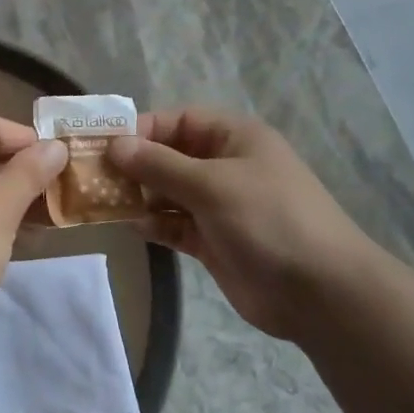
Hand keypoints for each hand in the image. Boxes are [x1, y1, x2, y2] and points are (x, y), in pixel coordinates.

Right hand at [108, 108, 381, 339]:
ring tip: (103, 201)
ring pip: (168, 192)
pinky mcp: (214, 240)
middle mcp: (225, 166)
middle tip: (93, 176)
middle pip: (170, 156)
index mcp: (234, 138)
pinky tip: (131, 226)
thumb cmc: (268, 220)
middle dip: (134, 164)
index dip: (142, 129)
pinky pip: (175, 224)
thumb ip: (159, 164)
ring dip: (139, 195)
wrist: (320, 292)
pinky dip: (154, 224)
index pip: (179, 120)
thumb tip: (115, 145)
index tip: (105, 145)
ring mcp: (220, 205)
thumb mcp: (211, 184)